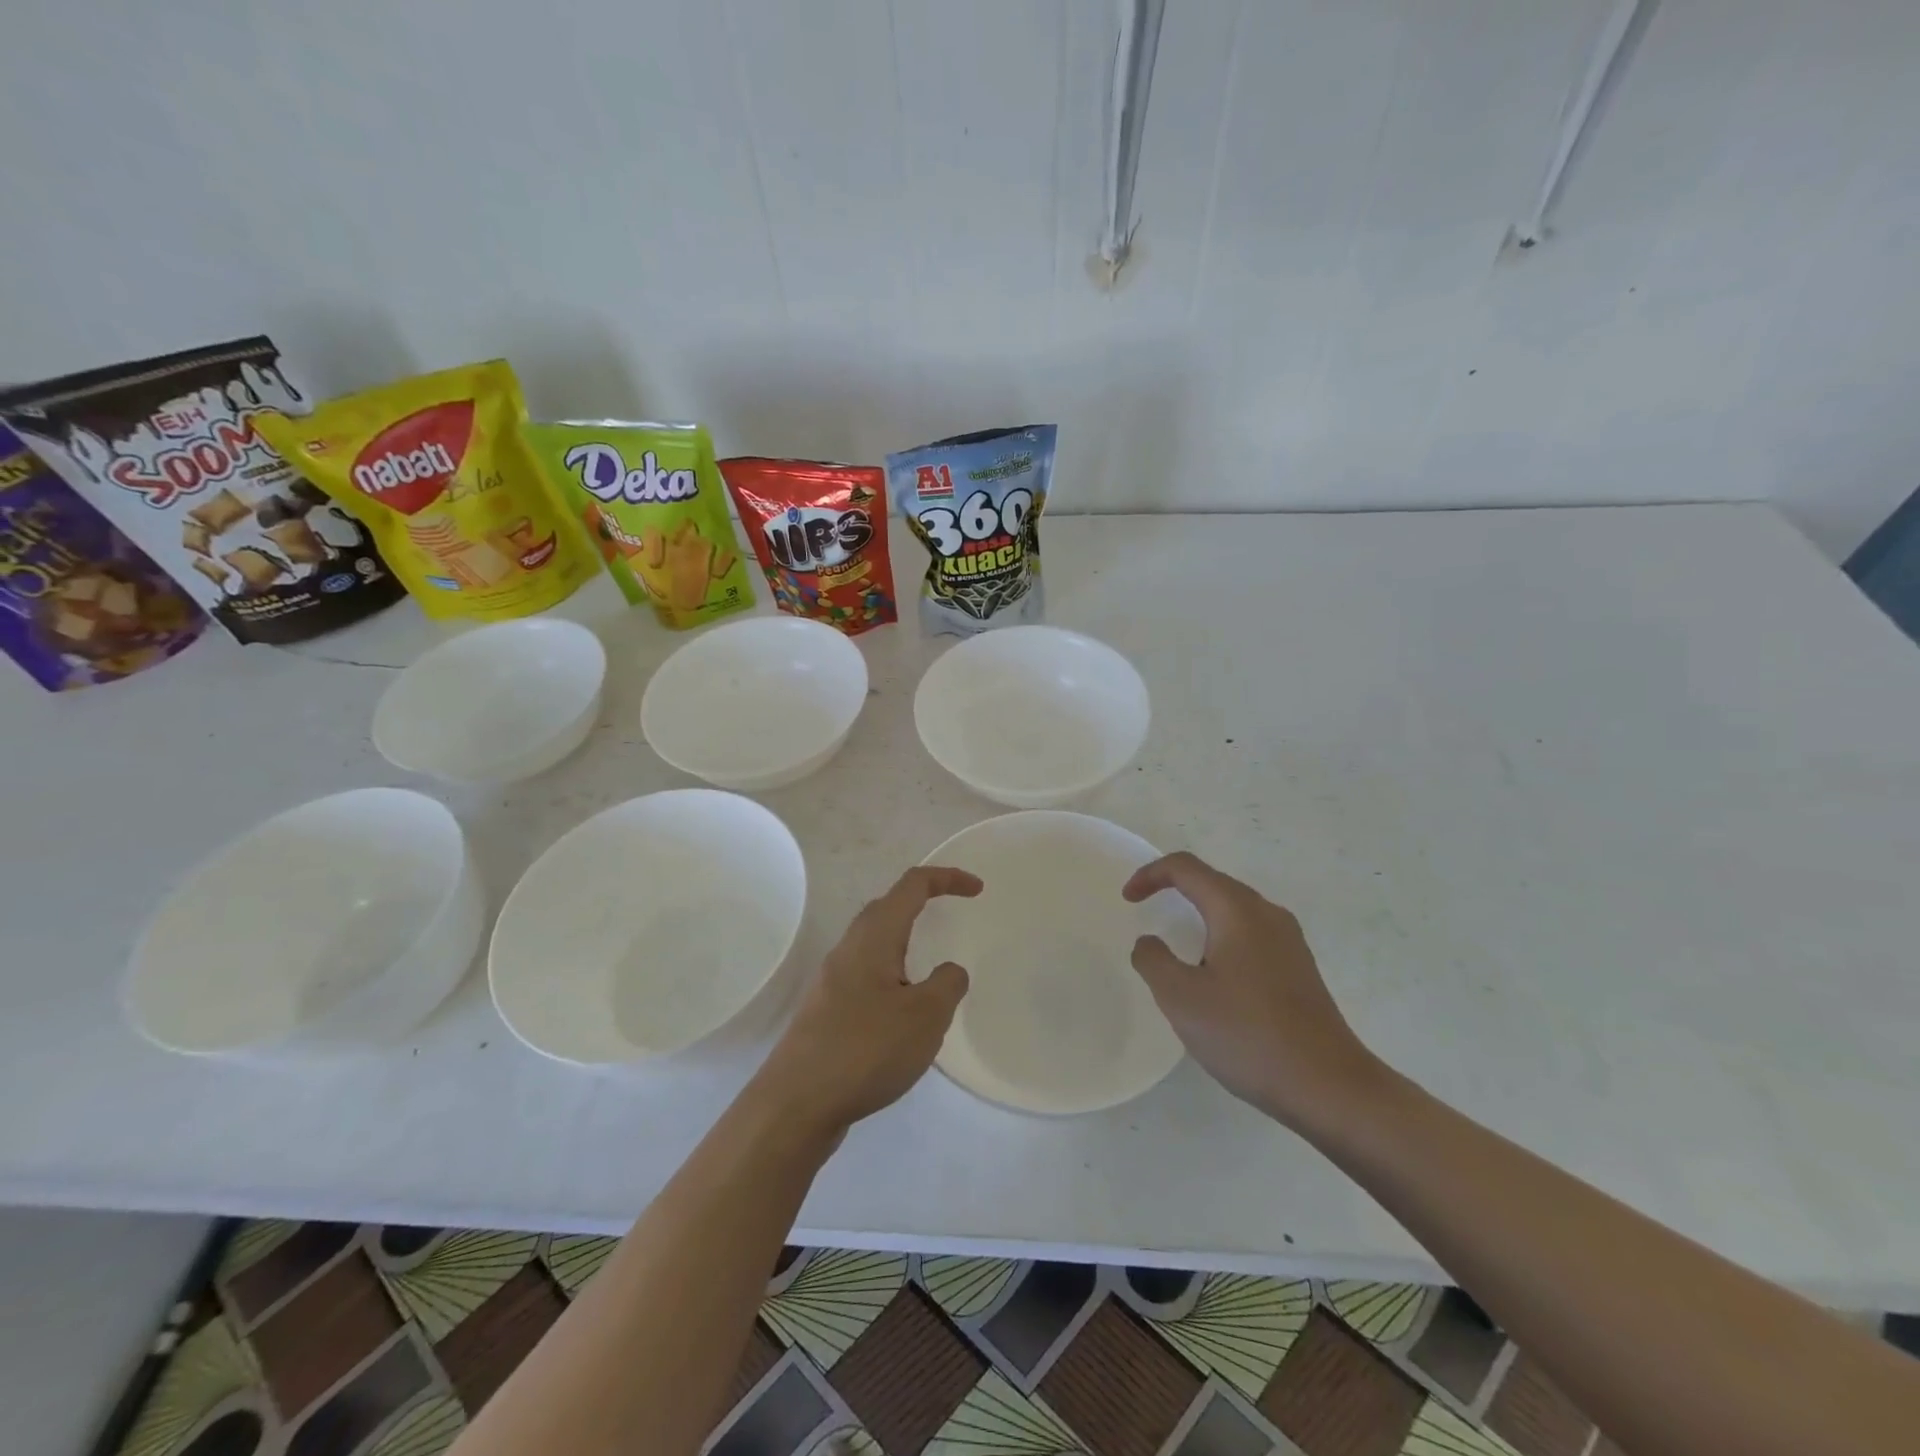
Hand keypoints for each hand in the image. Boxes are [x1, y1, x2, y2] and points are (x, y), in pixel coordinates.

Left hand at [756, 866, 979, 1136]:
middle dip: (921, 902)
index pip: (912, 886)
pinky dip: (892, 978)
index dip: (947, 879)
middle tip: (952, 915)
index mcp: (874, 937)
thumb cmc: (866, 1049)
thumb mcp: (926, 1016)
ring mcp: (832, 981)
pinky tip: (903, 1015)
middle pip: (887, 908)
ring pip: (874, 945)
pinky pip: (866, 978)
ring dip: (905, 942)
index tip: (977, 889)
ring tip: (932, 972)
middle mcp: (849, 949)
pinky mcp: (826, 1012)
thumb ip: (947, 984)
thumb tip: (949, 971)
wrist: (795, 1104)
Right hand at [1124, 852, 1383, 1130]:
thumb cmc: (1247, 1035)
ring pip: (1234, 909)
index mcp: (1236, 910)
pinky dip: (1221, 938)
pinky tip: (1215, 978)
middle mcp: (1267, 914)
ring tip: (1177, 946)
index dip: (1150, 874)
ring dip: (1199, 915)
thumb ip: (1153, 960)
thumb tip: (1150, 942)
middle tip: (1146, 911)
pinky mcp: (1300, 968)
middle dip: (1174, 889)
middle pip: (1213, 882)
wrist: (1329, 1087)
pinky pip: (1251, 935)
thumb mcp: (1181, 998)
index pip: (1186, 868)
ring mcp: (1289, 941)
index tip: (1127, 900)